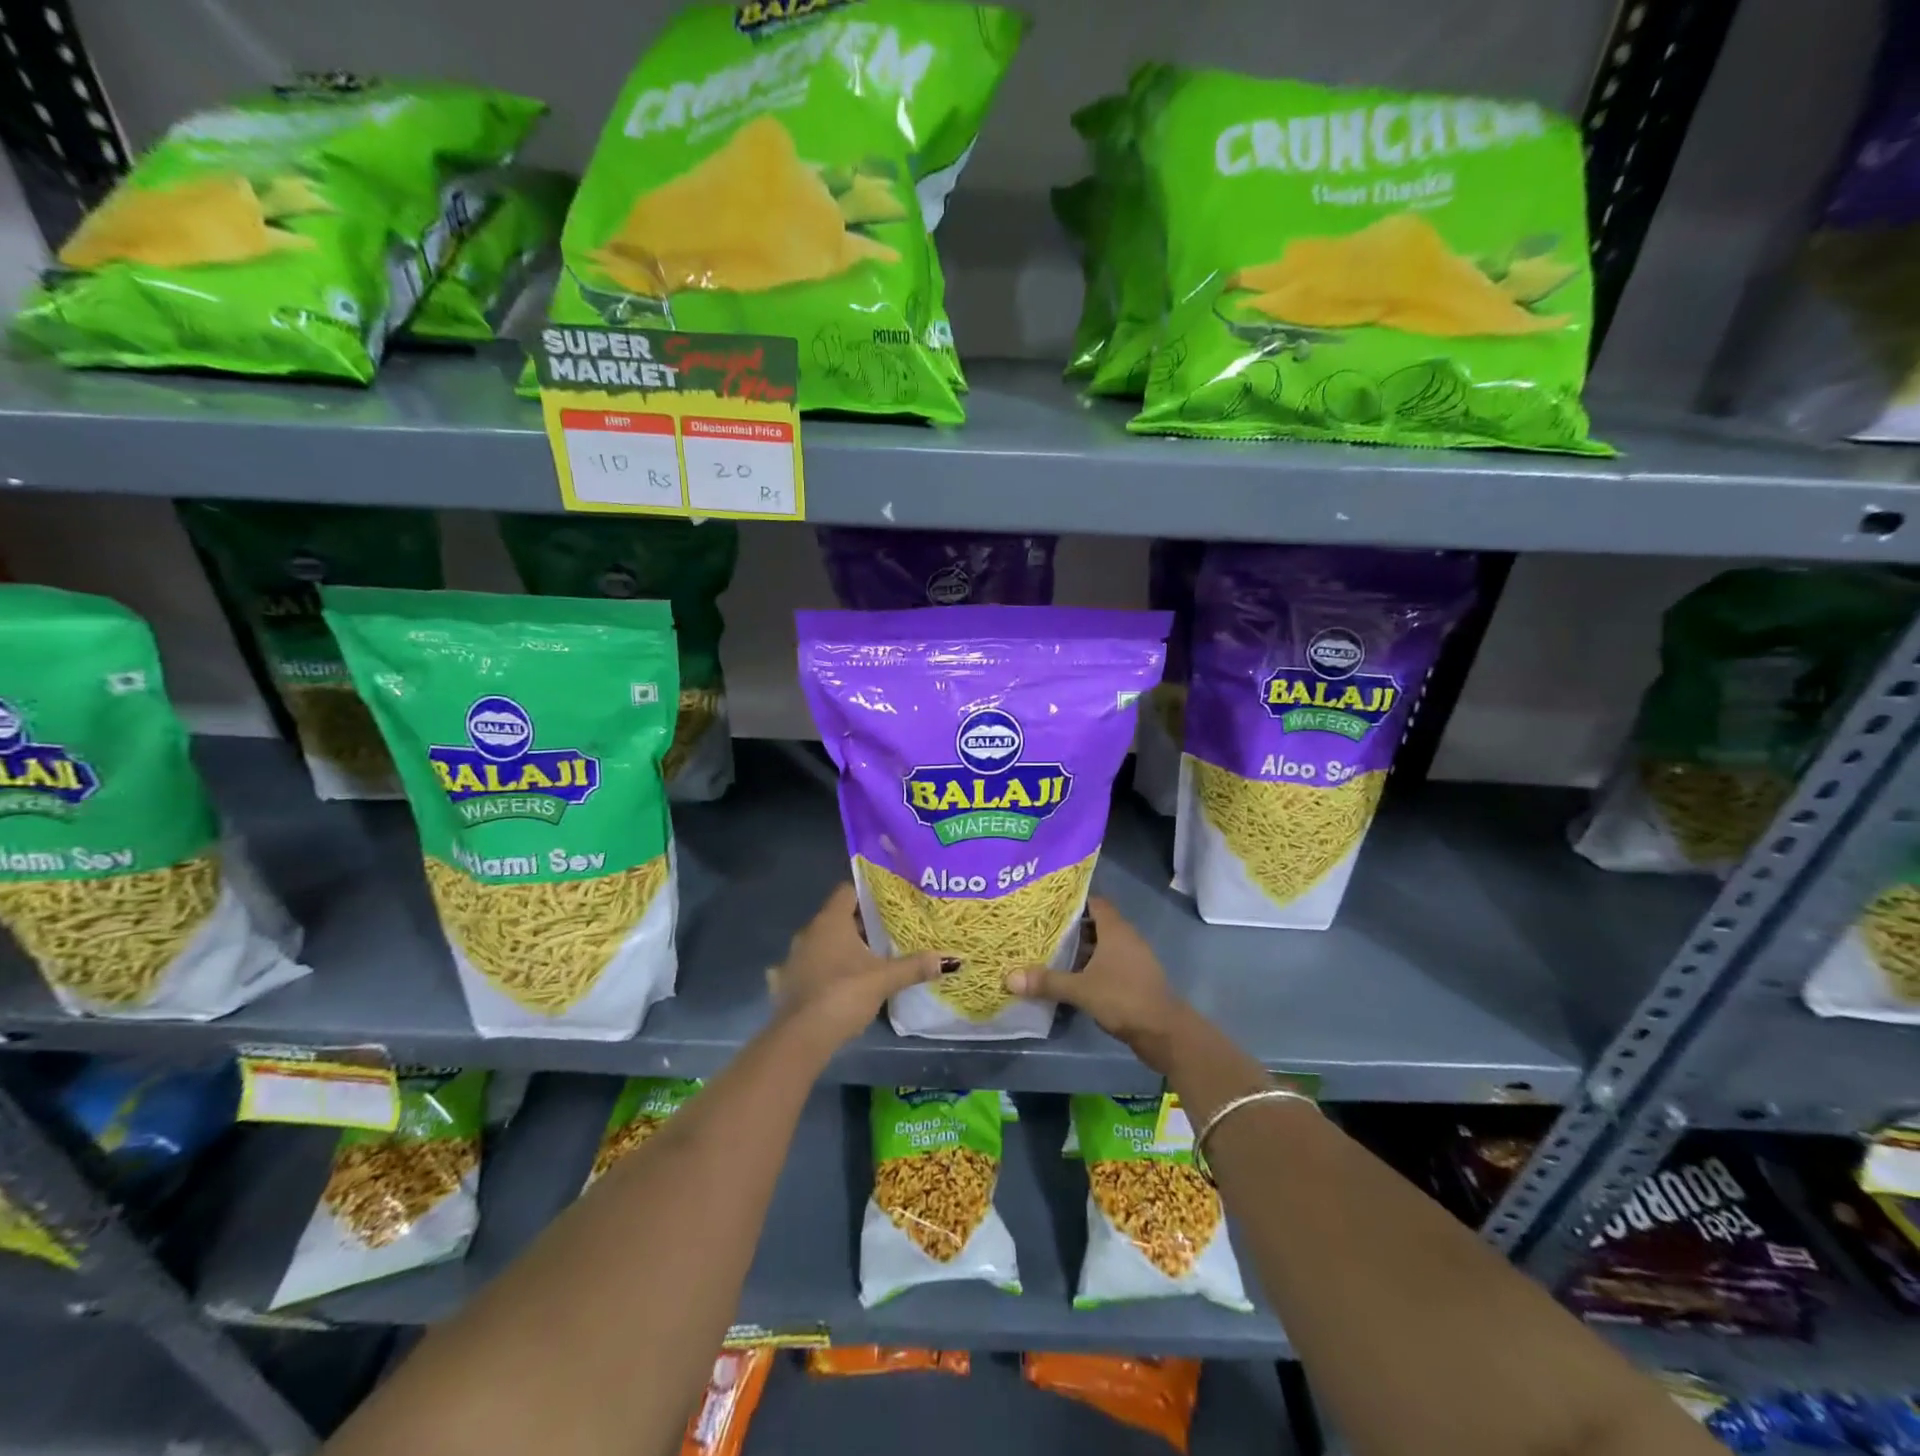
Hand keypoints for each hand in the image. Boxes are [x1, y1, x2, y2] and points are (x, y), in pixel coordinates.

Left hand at [768, 883, 944, 1047]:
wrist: (801, 1037)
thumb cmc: (843, 994)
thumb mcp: (884, 979)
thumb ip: (914, 966)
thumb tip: (950, 959)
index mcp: (830, 921)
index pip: (848, 890)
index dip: (868, 892)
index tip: (890, 901)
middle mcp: (809, 932)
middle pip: (838, 916)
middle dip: (862, 922)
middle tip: (890, 929)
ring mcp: (796, 957)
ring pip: (825, 941)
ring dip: (844, 946)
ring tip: (872, 955)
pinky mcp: (790, 981)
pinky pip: (814, 963)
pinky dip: (829, 967)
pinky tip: (845, 980)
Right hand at [1005, 897, 1189, 1072]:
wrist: (1164, 1032)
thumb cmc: (1123, 998)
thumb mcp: (1080, 990)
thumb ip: (1047, 981)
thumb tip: (1009, 977)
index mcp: (1116, 930)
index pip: (1094, 902)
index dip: (1073, 901)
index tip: (1049, 904)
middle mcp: (1127, 937)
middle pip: (1096, 923)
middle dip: (1071, 927)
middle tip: (1042, 929)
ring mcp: (1134, 958)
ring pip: (1103, 945)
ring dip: (1082, 949)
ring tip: (1052, 953)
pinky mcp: (1136, 978)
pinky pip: (1110, 962)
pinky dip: (1093, 966)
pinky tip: (1073, 977)